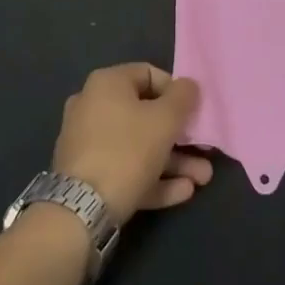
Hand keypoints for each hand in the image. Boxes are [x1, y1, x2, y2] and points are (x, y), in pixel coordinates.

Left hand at [53, 64, 212, 224]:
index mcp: (107, 83)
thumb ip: (182, 98)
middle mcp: (93, 106)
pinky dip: (152, 177)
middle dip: (179, 136)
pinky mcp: (87, 175)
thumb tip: (188, 85)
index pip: (148, 74)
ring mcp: (87, 142)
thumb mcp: (165, 120)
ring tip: (202, 179)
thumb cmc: (127, 150)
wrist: (81, 210)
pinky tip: (183, 192)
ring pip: (138, 146)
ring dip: (172, 161)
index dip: (175, 91)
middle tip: (204, 151)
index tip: (193, 111)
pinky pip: (125, 168)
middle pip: (145, 114)